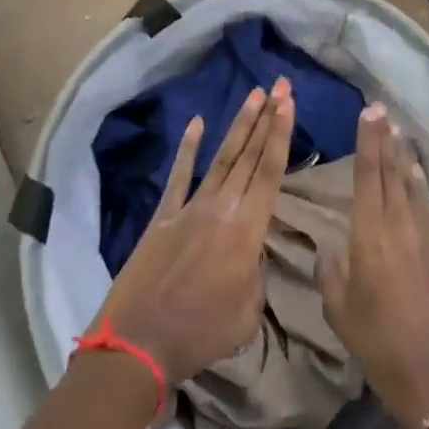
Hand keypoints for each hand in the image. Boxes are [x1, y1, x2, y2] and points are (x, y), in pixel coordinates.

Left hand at [97, 79, 295, 385]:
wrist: (139, 342)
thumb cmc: (201, 334)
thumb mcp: (248, 313)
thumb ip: (256, 274)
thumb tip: (251, 253)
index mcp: (247, 232)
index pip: (270, 173)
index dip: (281, 135)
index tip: (289, 103)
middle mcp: (221, 208)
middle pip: (249, 156)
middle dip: (268, 118)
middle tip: (281, 85)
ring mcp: (189, 208)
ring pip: (221, 158)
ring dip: (239, 125)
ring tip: (254, 95)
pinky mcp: (163, 215)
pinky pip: (178, 176)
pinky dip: (188, 148)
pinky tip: (197, 123)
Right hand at [318, 104, 428, 428]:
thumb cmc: (379, 342)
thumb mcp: (339, 309)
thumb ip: (330, 272)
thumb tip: (330, 251)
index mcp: (369, 232)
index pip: (368, 175)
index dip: (368, 141)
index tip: (369, 113)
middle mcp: (399, 223)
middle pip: (392, 171)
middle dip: (386, 139)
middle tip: (382, 111)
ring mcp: (426, 235)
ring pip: (413, 185)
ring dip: (404, 158)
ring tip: (399, 135)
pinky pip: (428, 205)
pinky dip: (421, 185)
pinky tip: (417, 176)